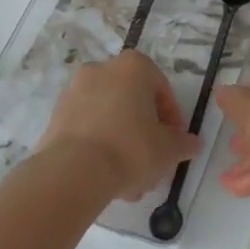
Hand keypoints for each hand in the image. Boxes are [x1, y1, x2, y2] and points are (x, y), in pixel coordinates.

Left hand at [37, 52, 199, 201]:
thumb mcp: (168, 149)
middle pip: (133, 103)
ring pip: (109, 118)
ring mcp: (75, 91)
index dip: (171, 120)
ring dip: (121, 144)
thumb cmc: (131, 148)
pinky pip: (87, 129)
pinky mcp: (56, 116)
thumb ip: (184, 143)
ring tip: (128, 182)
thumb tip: (193, 143)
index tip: (173, 144)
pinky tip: (105, 178)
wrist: (73, 172)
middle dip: (144, 134)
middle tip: (151, 164)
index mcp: (135, 66)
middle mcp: (103, 69)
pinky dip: (98, 147)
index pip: (162, 90)